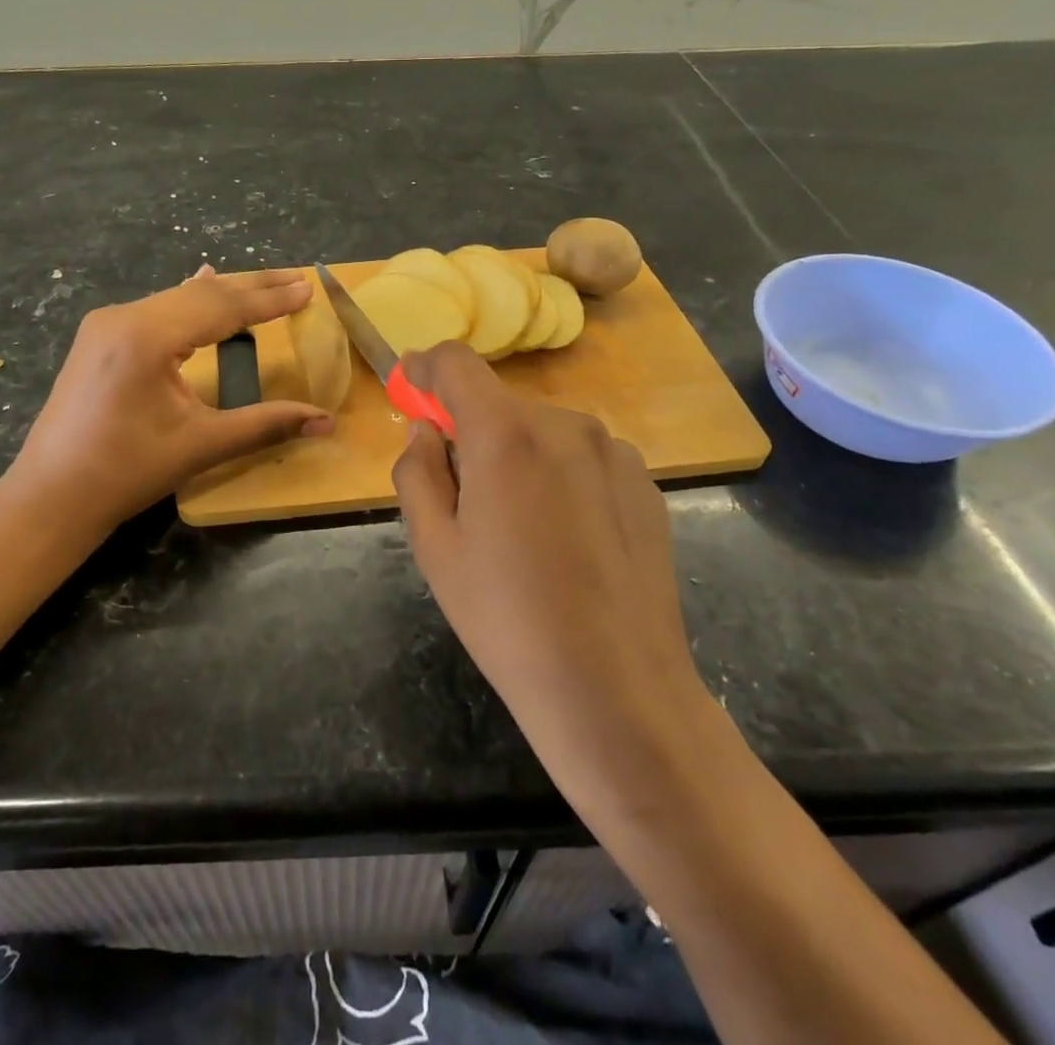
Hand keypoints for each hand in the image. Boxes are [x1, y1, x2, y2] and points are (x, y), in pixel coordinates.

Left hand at [8, 266, 333, 530]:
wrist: (50, 496)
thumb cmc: (125, 472)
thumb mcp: (201, 445)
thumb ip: (266, 424)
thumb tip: (327, 423)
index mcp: (147, 336)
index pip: (221, 307)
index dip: (268, 299)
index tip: (306, 287)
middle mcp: (124, 316)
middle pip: (201, 294)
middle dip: (252, 287)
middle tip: (296, 278)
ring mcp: (106, 324)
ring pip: (178, 298)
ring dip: (223, 294)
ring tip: (265, 286)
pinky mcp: (99, 337)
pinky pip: (156, 309)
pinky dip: (190, 303)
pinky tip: (202, 282)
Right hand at [393, 343, 716, 807]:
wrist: (617, 689)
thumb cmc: (506, 618)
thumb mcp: (435, 546)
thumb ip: (417, 470)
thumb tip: (427, 430)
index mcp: (505, 434)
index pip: (457, 363)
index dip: (425, 367)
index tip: (409, 386)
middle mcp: (565, 424)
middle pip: (499, 404)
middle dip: (470, 431)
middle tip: (460, 493)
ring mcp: (613, 451)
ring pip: (542, 432)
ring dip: (516, 454)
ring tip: (518, 526)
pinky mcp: (645, 482)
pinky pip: (582, 457)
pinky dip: (558, 474)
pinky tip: (565, 538)